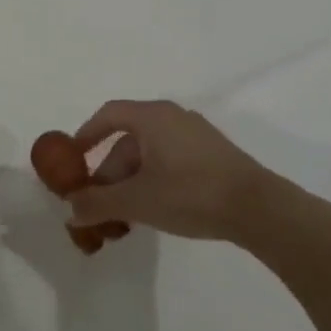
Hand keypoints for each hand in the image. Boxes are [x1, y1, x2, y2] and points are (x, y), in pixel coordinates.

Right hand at [66, 99, 312, 248]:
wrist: (260, 210)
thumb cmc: (190, 193)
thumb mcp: (137, 201)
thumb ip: (98, 204)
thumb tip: (70, 210)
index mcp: (152, 116)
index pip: (107, 115)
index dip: (85, 136)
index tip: (72, 161)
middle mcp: (173, 117)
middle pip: (128, 139)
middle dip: (109, 172)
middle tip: (99, 203)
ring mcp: (196, 135)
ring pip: (150, 153)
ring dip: (130, 181)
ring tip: (124, 215)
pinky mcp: (214, 155)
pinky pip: (170, 160)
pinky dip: (154, 180)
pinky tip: (154, 209)